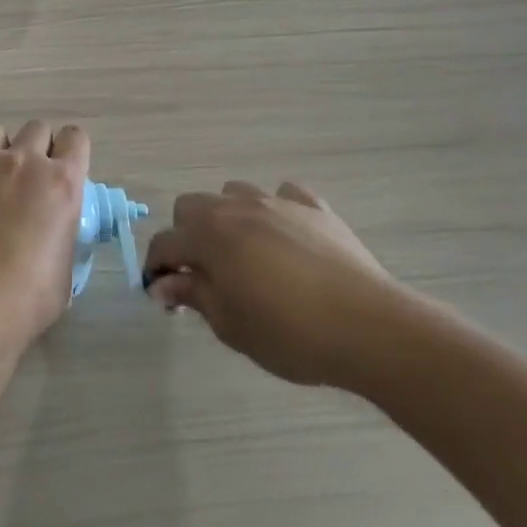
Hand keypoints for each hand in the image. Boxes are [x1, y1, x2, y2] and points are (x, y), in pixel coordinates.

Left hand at [0, 121, 90, 341]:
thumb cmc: (31, 294)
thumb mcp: (66, 263)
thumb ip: (63, 233)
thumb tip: (55, 234)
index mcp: (62, 181)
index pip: (75, 138)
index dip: (70, 150)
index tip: (65, 168)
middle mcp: (24, 162)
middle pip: (36, 128)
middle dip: (37, 147)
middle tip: (30, 178)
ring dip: (0, 150)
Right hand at [144, 181, 427, 391]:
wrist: (369, 327)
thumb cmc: (289, 332)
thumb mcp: (230, 324)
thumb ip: (193, 295)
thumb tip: (163, 284)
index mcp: (209, 235)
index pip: (165, 244)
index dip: (157, 270)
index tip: (164, 298)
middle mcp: (237, 207)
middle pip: (192, 207)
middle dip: (186, 236)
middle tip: (202, 275)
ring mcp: (278, 203)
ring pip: (234, 194)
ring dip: (227, 218)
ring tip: (243, 254)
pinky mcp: (315, 208)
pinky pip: (284, 196)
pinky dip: (275, 212)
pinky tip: (285, 239)